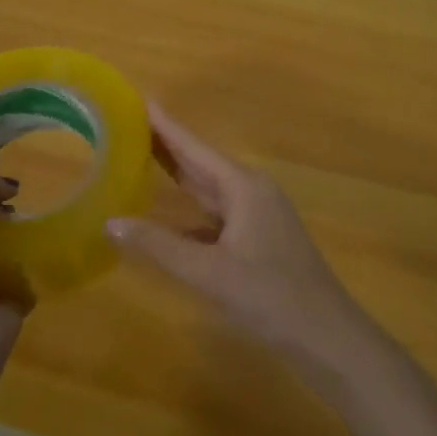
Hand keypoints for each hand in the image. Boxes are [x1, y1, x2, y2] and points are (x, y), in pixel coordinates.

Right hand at [105, 104, 365, 361]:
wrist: (326, 336)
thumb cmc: (270, 296)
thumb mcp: (208, 273)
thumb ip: (159, 246)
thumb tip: (110, 222)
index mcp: (243, 187)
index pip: (195, 148)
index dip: (166, 126)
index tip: (139, 99)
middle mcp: (251, 191)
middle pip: (200, 162)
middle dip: (167, 144)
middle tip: (128, 122)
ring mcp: (257, 215)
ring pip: (208, 187)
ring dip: (177, 173)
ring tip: (140, 156)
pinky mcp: (257, 238)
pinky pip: (215, 212)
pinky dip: (189, 207)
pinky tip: (167, 211)